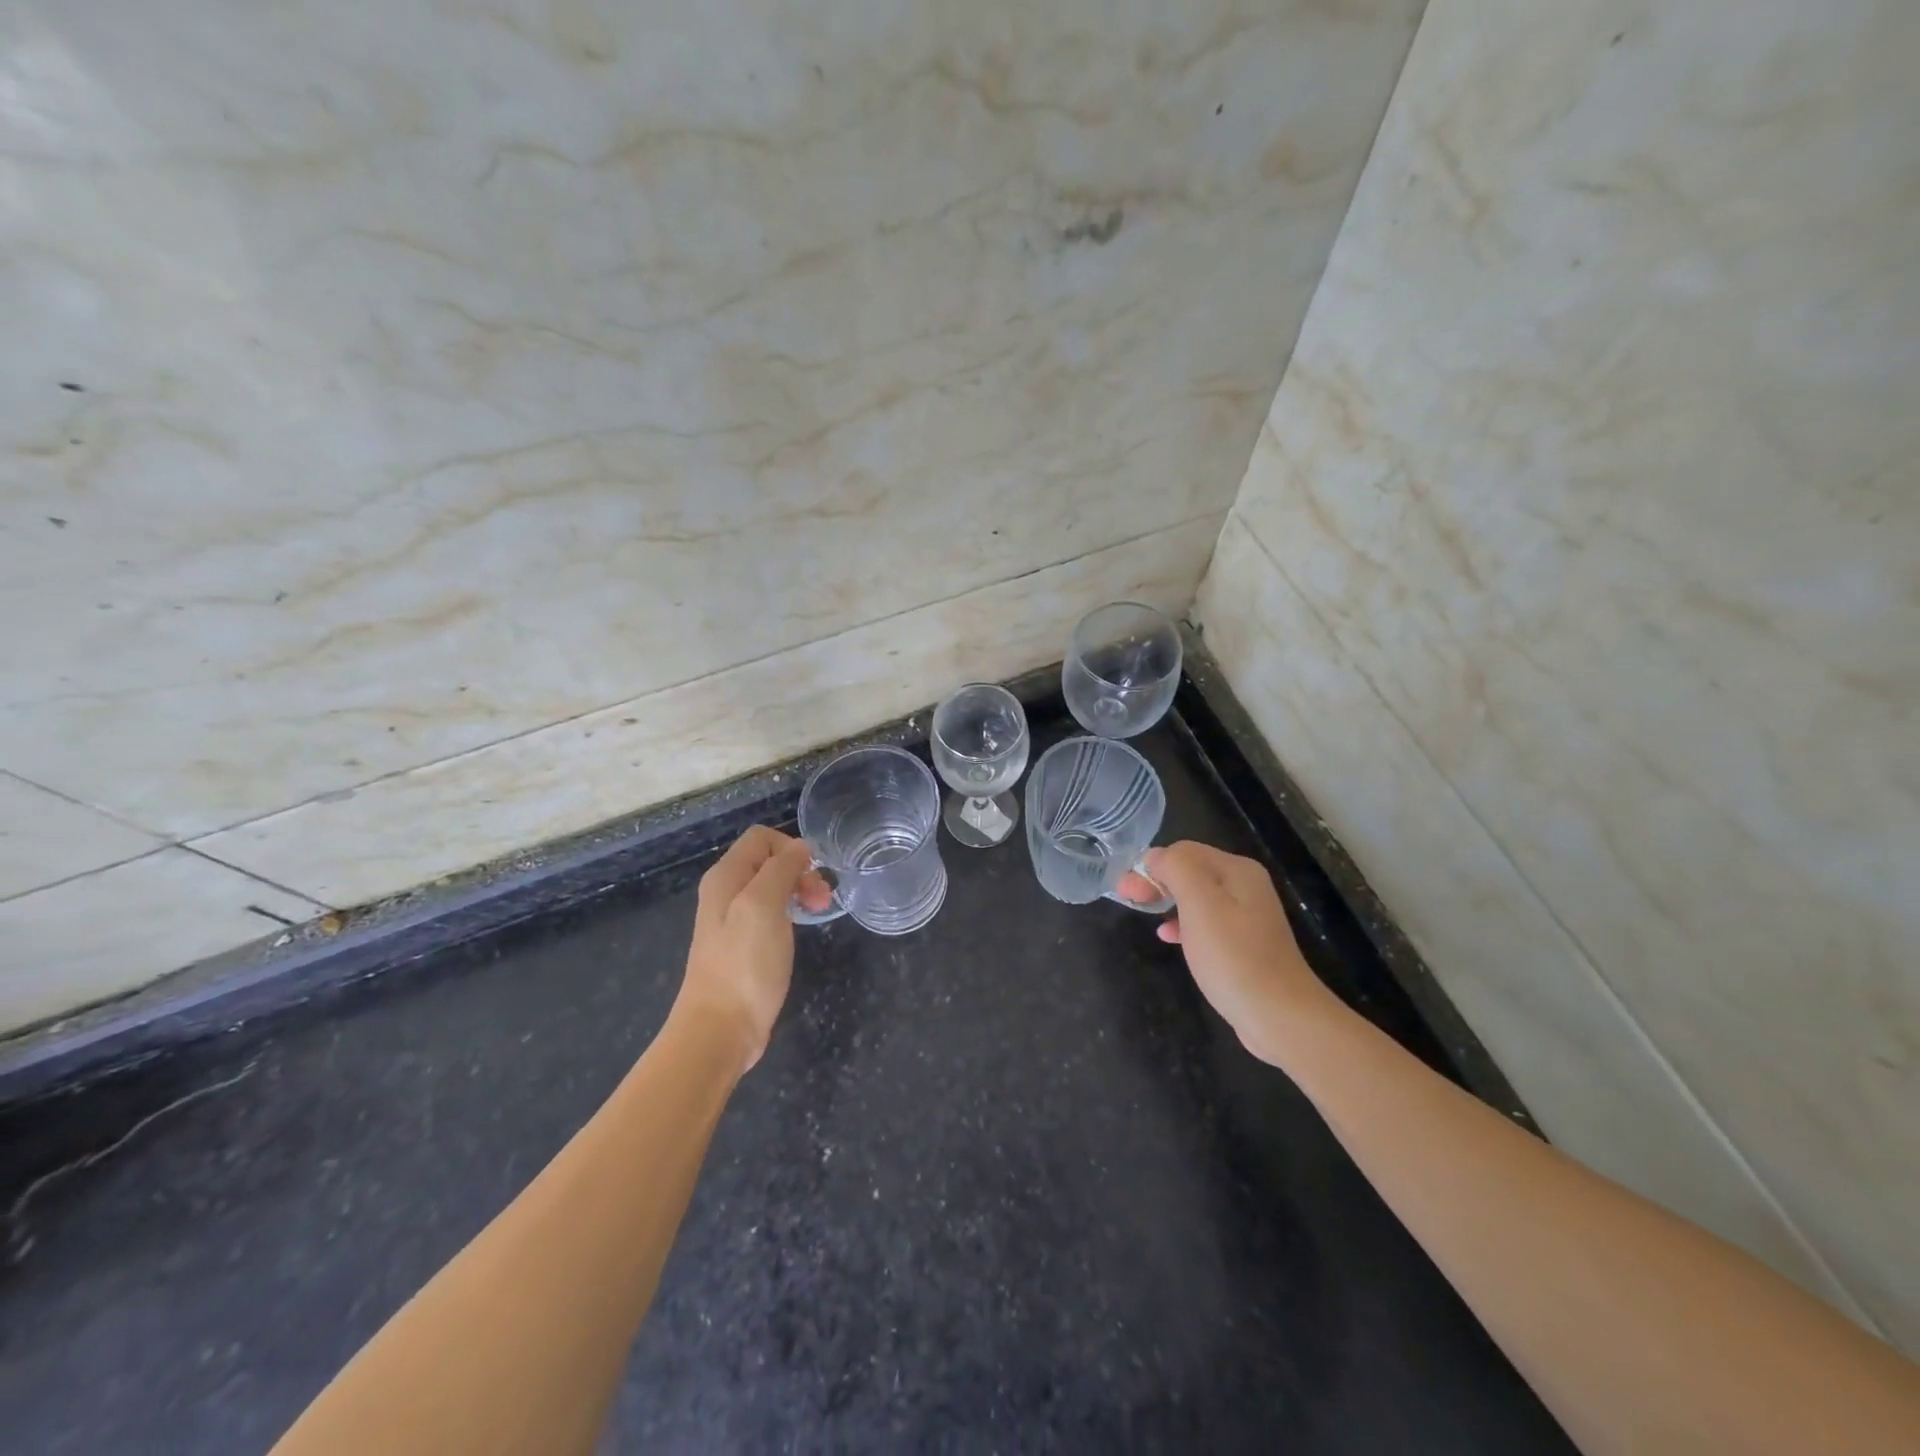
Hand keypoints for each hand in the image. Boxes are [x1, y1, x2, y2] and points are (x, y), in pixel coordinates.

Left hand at [676, 826, 832, 1074]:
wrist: (720, 1030)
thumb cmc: (743, 965)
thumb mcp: (763, 906)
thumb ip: (781, 869)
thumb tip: (800, 848)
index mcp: (726, 877)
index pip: (761, 837)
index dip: (791, 848)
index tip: (811, 875)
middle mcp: (726, 892)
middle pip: (769, 861)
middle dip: (800, 871)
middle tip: (821, 899)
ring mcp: (734, 920)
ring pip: (773, 887)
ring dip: (799, 891)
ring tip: (819, 911)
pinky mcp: (744, 945)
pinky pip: (771, 912)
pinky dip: (791, 913)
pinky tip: (800, 929)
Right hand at [1120, 842, 1336, 1066]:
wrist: (1280, 1016)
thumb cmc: (1234, 957)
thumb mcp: (1200, 904)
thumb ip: (1176, 868)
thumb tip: (1155, 856)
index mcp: (1237, 870)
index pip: (1183, 851)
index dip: (1151, 865)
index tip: (1127, 891)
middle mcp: (1245, 886)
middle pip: (1190, 871)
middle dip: (1156, 881)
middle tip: (1128, 899)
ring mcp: (1247, 917)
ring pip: (1196, 897)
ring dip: (1167, 901)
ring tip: (1144, 915)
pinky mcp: (1244, 944)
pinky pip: (1206, 923)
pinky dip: (1183, 924)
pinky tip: (1169, 937)